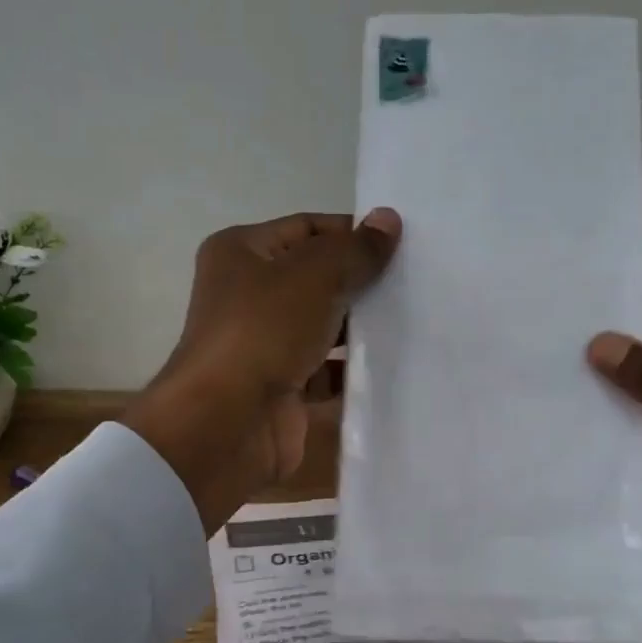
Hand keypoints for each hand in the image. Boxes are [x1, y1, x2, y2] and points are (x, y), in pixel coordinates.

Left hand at [123, 210, 400, 531]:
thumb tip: (389, 219)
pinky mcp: (281, 387)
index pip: (306, 228)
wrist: (228, 423)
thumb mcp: (315, 276)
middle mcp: (247, 294)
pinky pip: (325, 371)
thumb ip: (355, 250)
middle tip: (413, 284)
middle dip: (360, 282)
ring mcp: (263, 344)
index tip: (400, 245)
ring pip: (322, 327)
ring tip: (410, 322)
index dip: (351, 233)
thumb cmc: (264, 331)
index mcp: (241, 253)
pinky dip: (351, 370)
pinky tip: (391, 365)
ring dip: (359, 328)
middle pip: (315, 278)